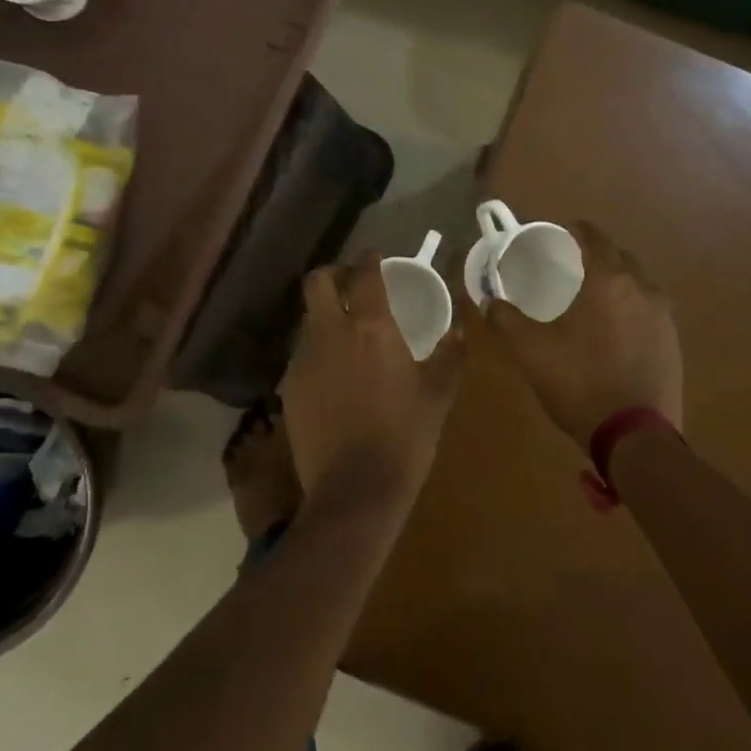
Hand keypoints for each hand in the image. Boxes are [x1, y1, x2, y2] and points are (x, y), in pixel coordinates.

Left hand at [281, 252, 466, 518]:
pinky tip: (334, 373)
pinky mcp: (289, 388)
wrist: (354, 493)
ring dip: (325, 315)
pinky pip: (302, 354)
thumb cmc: (404, 436)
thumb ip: (450, 355)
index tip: (376, 258)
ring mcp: (304, 360)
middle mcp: (331, 332)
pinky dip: (317, 350)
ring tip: (345, 332)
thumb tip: (460, 330)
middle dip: (333, 274)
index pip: (364, 274)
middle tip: (352, 284)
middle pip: (317, 282)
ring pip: (308, 319)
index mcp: (370, 326)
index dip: (369, 259)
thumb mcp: (438, 395)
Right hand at [472, 220, 681, 451]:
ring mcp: (663, 315)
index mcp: (608, 280)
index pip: (595, 237)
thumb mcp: (532, 352)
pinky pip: (651, 307)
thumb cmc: (581, 383)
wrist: (637, 437)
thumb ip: (507, 320)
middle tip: (574, 263)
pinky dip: (633, 304)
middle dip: (599, 252)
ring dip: (619, 278)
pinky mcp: (673, 341)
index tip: (562, 232)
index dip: (577, 230)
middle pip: (620, 255)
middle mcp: (641, 288)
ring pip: (639, 281)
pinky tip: (618, 325)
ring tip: (596, 294)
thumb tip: (489, 300)